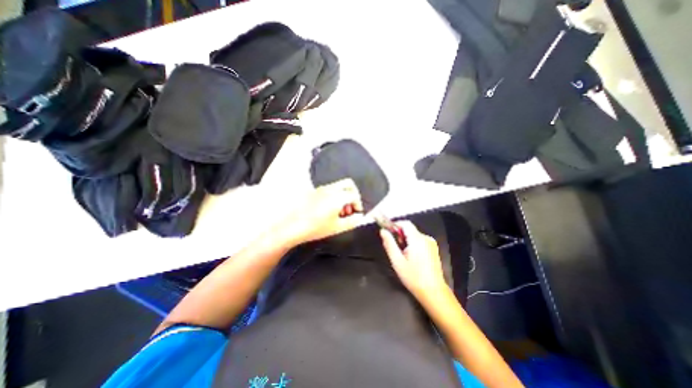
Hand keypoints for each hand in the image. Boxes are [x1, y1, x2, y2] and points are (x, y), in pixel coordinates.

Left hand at [276, 178, 363, 245]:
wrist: (293, 227)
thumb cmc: (316, 228)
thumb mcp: (338, 227)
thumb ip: (353, 221)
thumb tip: (360, 217)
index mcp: (337, 197)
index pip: (354, 195)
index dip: (358, 204)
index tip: (357, 212)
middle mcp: (330, 189)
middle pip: (348, 184)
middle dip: (353, 194)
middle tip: (351, 206)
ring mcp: (321, 189)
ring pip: (338, 186)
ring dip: (344, 195)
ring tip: (341, 211)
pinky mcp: (314, 192)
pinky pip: (329, 189)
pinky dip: (335, 195)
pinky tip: (330, 209)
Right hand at [378, 223, 448, 300]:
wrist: (433, 292)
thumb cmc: (413, 277)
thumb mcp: (397, 261)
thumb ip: (389, 244)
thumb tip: (383, 231)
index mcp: (417, 239)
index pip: (405, 223)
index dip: (395, 225)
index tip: (387, 233)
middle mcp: (426, 238)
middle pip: (410, 229)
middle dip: (400, 235)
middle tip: (395, 248)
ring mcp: (431, 243)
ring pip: (414, 235)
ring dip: (406, 240)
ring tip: (403, 255)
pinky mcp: (433, 249)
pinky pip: (420, 240)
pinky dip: (413, 244)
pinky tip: (411, 257)